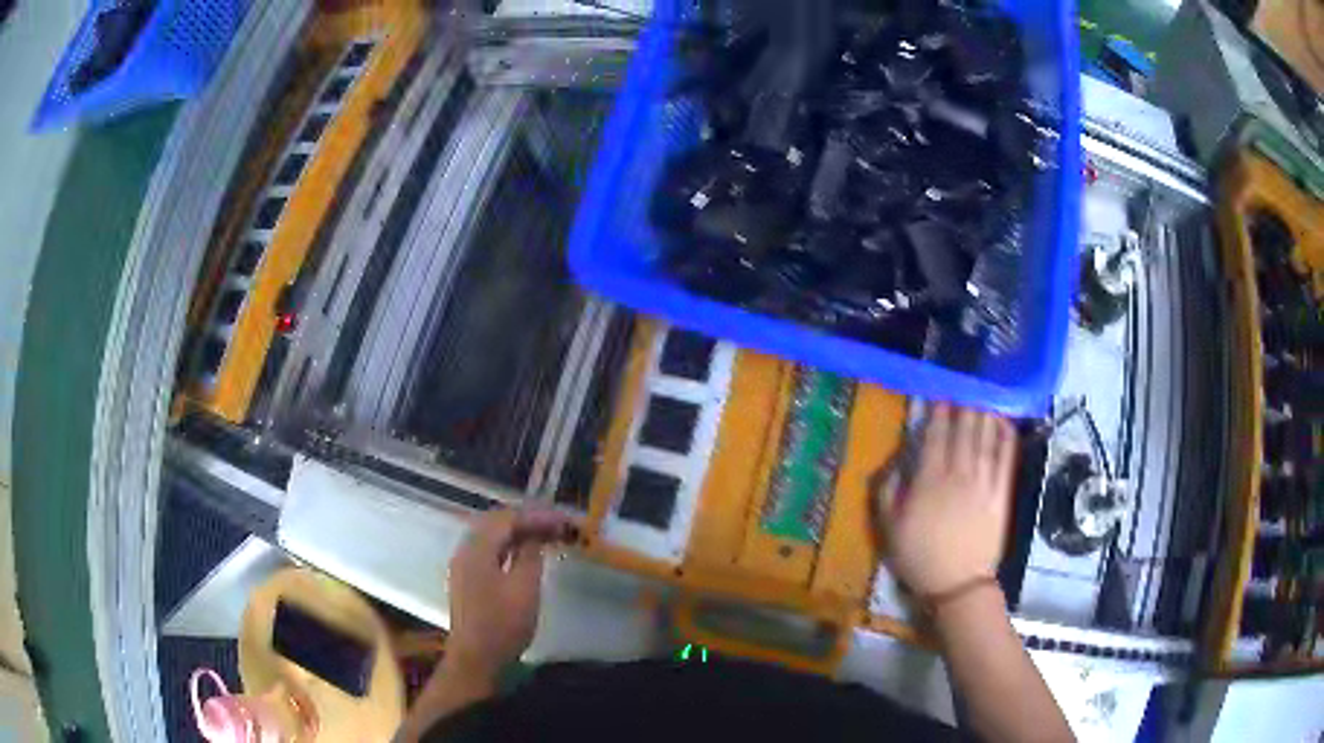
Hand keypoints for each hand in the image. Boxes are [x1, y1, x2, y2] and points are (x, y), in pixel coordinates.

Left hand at [446, 508, 575, 674]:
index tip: (563, 520)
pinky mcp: (467, 579)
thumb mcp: (524, 588)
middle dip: (526, 519)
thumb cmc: (503, 624)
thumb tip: (534, 535)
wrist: (477, 659)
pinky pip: (488, 550)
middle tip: (556, 524)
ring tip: (545, 535)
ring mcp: (464, 565)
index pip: (507, 518)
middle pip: (495, 522)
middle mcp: (465, 550)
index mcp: (477, 549)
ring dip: (517, 532)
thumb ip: (530, 555)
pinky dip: (508, 545)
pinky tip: (525, 554)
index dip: (536, 515)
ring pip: (491, 535)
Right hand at [877, 403, 1017, 596]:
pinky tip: (1004, 422)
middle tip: (966, 385)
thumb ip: (888, 491)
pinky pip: (1006, 459)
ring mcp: (983, 482)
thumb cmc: (919, 557)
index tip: (940, 394)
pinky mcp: (1001, 493)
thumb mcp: (889, 528)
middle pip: (963, 430)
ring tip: (984, 394)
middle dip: (964, 404)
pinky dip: (1006, 437)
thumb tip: (896, 462)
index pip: (935, 436)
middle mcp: (958, 474)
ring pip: (985, 438)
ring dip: (985, 413)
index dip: (939, 412)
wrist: (957, 583)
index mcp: (929, 481)